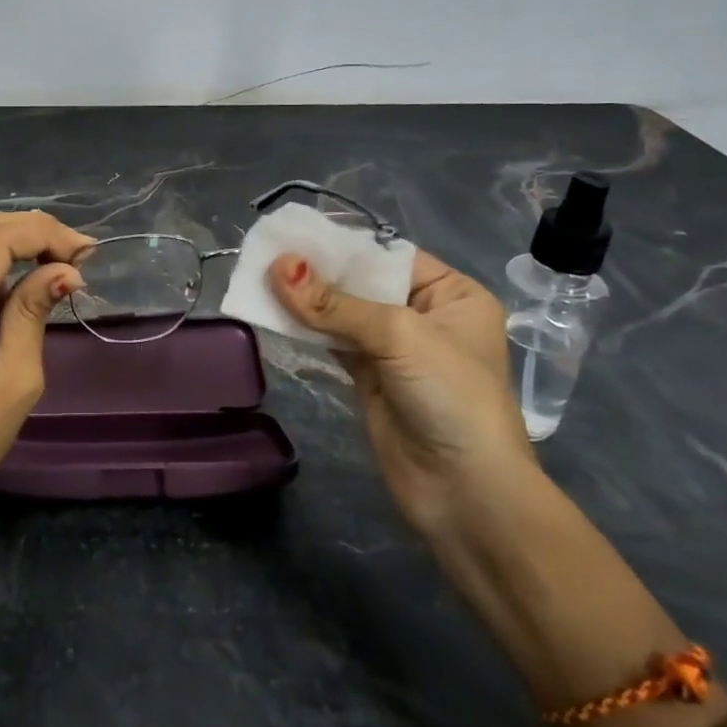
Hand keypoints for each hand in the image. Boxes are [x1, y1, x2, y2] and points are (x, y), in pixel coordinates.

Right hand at [267, 249, 534, 537]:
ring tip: (260, 276)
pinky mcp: (370, 378)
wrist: (466, 494)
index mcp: (452, 295)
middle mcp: (425, 316)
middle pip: (362, 283)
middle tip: (266, 252)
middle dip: (318, 271)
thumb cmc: (450, 398)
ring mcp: (396, 349)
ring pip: (343, 312)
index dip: (341, 245)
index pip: (389, 255)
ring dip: (307, 300)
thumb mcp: (398, 337)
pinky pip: (333, 341)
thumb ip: (335, 303)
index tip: (291, 232)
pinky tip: (275, 312)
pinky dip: (307, 328)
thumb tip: (278, 266)